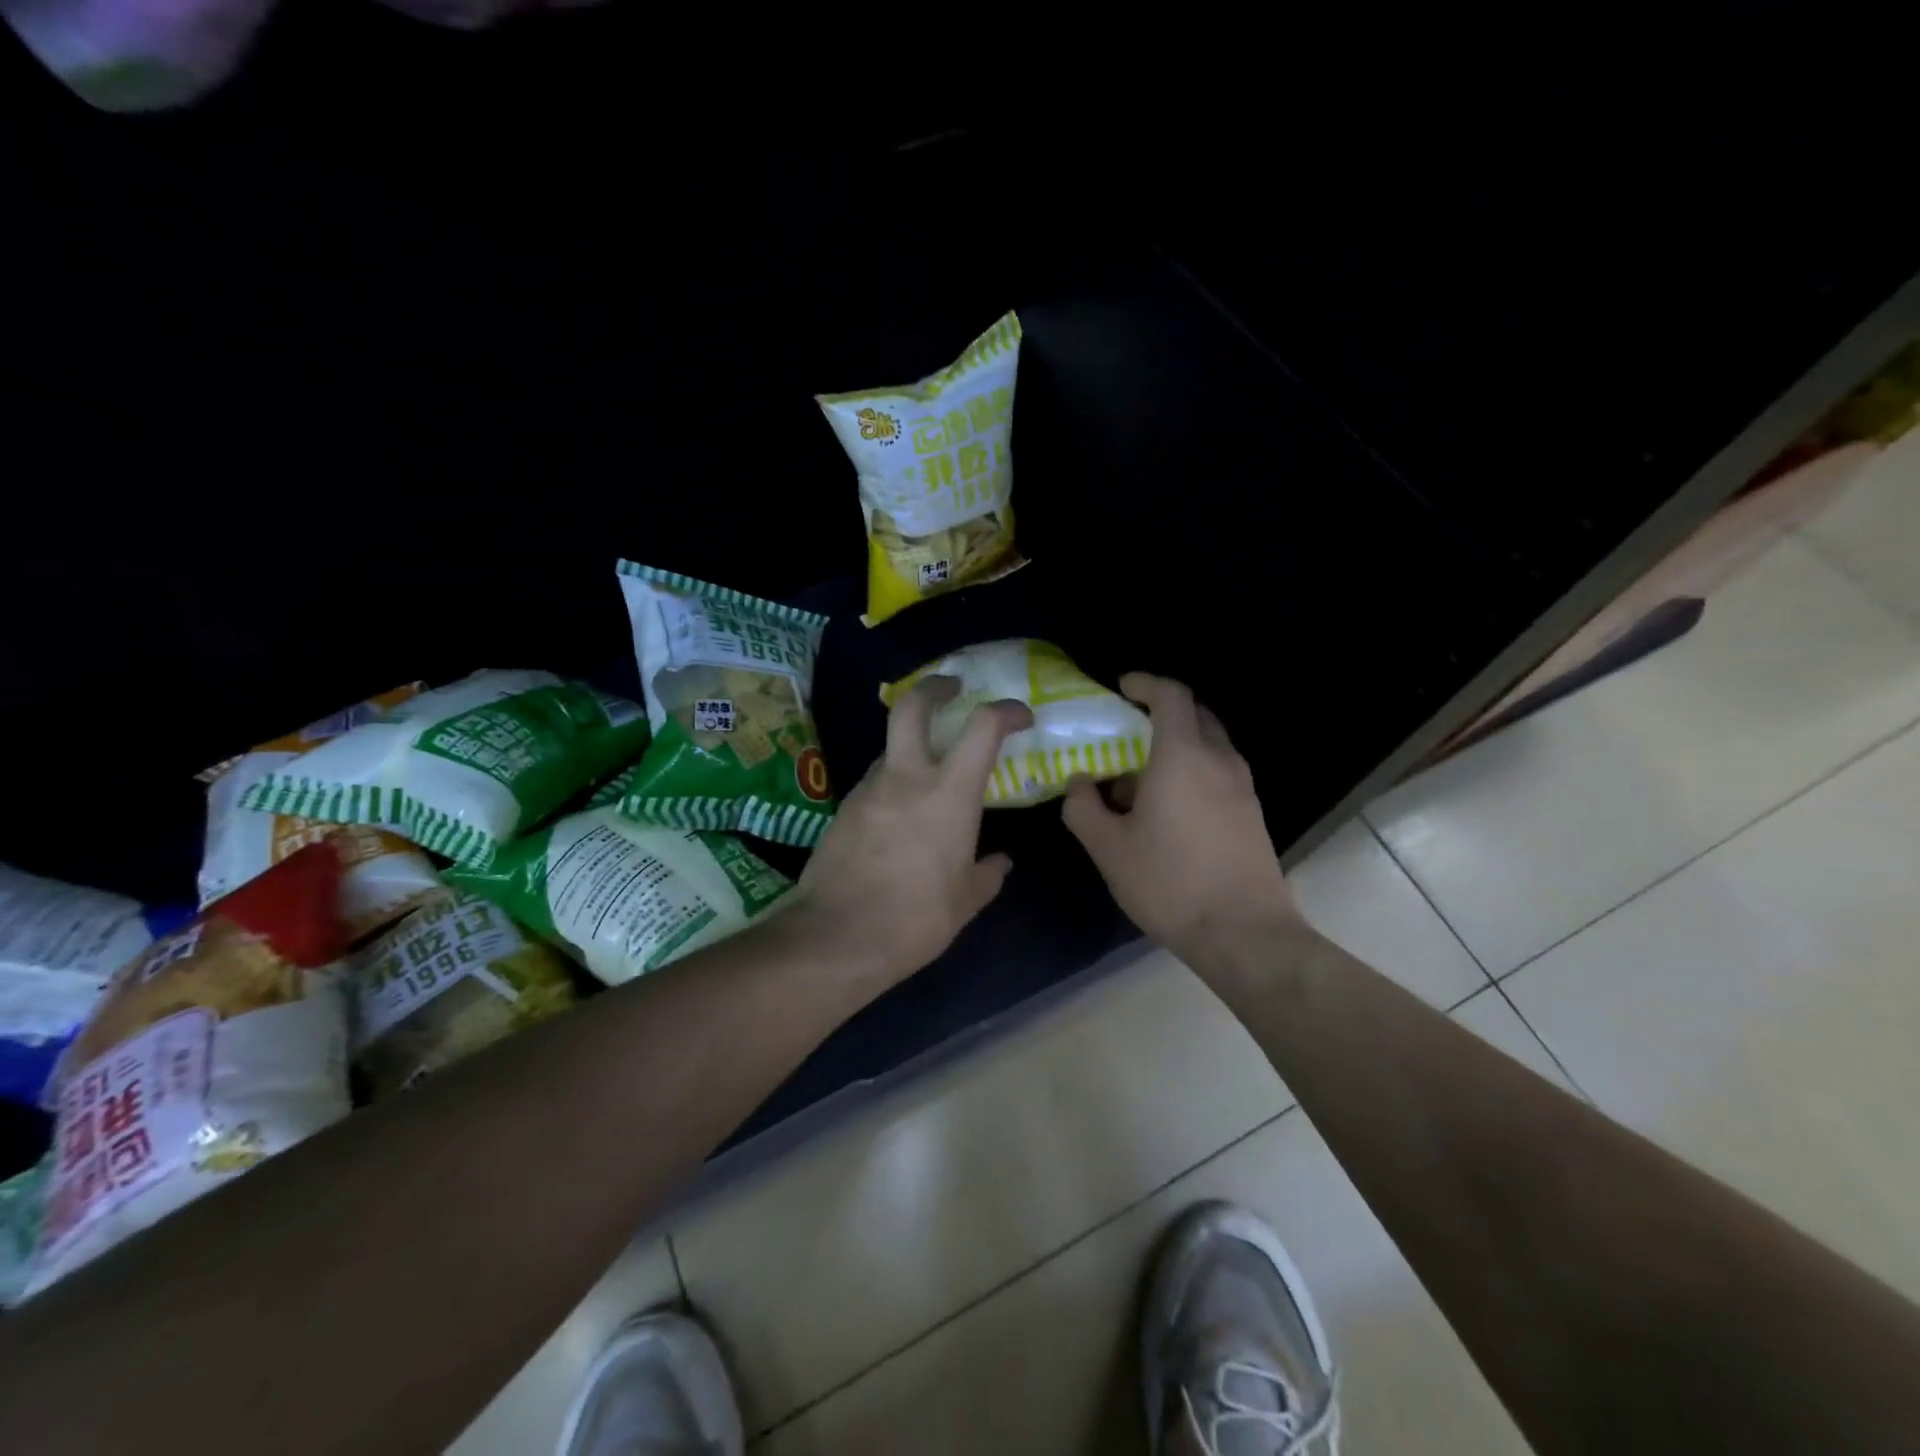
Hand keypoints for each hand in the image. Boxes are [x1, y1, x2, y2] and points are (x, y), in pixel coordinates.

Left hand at [785, 677, 1032, 992]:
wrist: (837, 937)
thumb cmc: (915, 918)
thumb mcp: (965, 901)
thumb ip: (988, 874)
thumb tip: (1001, 863)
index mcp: (949, 793)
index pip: (982, 726)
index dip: (1005, 710)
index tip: (1019, 717)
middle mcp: (907, 777)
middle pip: (913, 706)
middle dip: (935, 687)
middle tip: (952, 688)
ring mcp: (868, 789)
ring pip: (891, 748)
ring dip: (912, 748)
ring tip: (928, 777)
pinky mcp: (843, 808)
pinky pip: (875, 782)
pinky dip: (892, 784)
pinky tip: (898, 817)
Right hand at [1062, 673, 1299, 960]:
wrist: (1244, 933)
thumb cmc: (1170, 883)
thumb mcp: (1108, 849)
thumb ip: (1084, 808)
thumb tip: (1079, 784)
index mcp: (1181, 756)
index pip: (1170, 695)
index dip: (1144, 683)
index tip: (1121, 688)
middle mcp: (1218, 760)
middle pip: (1194, 714)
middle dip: (1159, 713)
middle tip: (1126, 733)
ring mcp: (1242, 787)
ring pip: (1208, 745)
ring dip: (1175, 747)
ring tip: (1140, 781)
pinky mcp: (1251, 812)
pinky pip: (1218, 772)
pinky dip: (1192, 771)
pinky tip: (1169, 811)